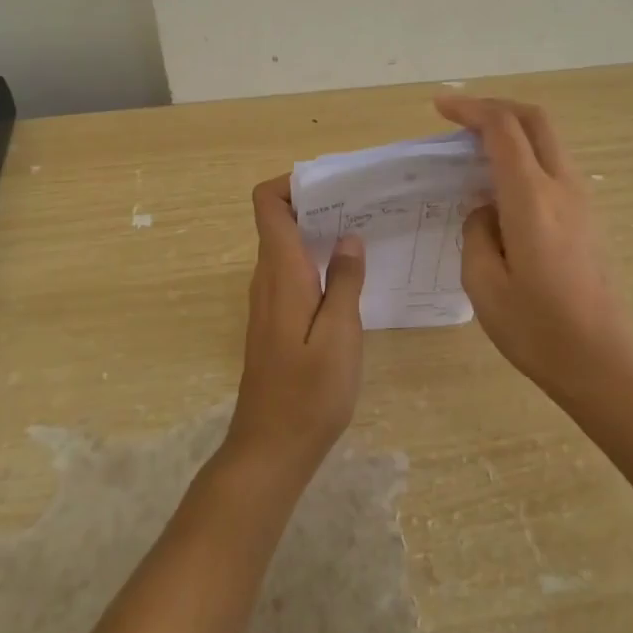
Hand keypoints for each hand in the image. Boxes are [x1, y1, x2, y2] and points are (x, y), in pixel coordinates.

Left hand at [227, 176, 366, 470]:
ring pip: (288, 247)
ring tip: (364, 235)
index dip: (293, 183)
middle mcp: (267, 278)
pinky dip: (317, 261)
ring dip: (320, 234)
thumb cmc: (309, 393)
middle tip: (364, 207)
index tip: (334, 186)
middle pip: (280, 220)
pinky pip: (292, 272)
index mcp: (280, 272)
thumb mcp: (340, 335)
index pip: (267, 204)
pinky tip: (350, 278)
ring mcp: (268, 300)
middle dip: (318, 205)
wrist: (271, 449)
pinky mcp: (275, 320)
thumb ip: (345, 281)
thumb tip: (348, 237)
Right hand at [435, 95, 632, 388]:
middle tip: (460, 118)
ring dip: (513, 130)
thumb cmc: (537, 329)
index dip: (469, 109)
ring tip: (476, 149)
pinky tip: (503, 185)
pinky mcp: (590, 216)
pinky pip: (555, 165)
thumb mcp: (483, 284)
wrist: (604, 362)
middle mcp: (562, 187)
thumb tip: (485, 209)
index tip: (440, 107)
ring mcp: (583, 199)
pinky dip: (526, 155)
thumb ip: (476, 233)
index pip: (502, 129)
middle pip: (535, 119)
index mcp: (532, 198)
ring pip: (549, 140)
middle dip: (495, 107)